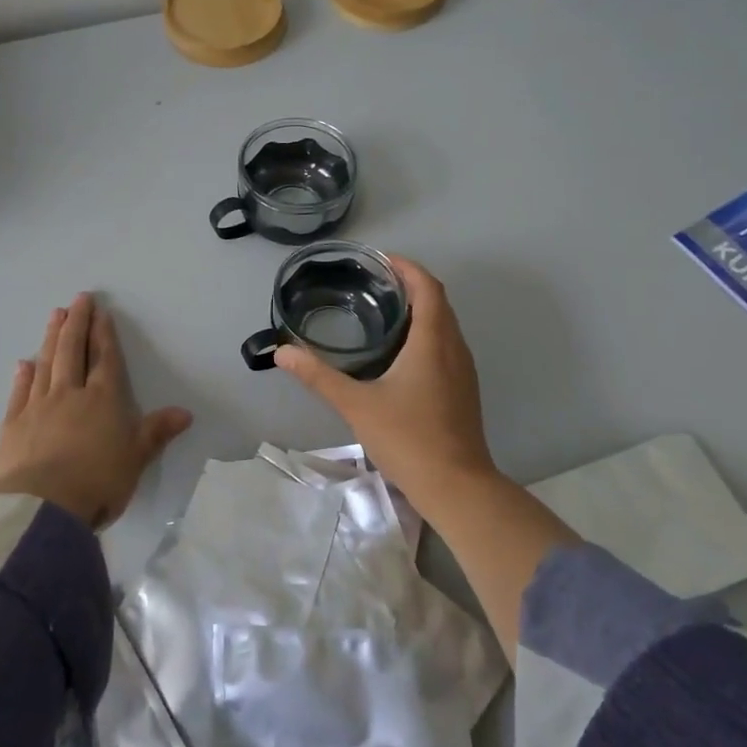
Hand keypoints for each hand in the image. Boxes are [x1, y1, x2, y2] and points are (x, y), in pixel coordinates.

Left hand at [0, 293, 192, 529]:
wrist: (42, 507)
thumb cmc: (98, 481)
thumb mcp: (136, 458)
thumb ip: (157, 432)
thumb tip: (186, 412)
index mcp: (103, 400)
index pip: (105, 360)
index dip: (104, 335)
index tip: (101, 312)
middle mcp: (70, 395)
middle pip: (73, 351)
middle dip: (77, 323)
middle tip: (78, 299)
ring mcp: (37, 407)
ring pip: (46, 364)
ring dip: (51, 338)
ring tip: (54, 316)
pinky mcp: (12, 426)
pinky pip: (19, 393)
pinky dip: (23, 375)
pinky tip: (24, 362)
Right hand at [273, 258, 495, 496]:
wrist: (457, 487)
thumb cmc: (408, 439)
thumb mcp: (356, 405)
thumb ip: (318, 376)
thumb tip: (283, 352)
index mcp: (433, 342)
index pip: (428, 287)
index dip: (407, 267)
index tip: (380, 259)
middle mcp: (454, 348)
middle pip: (438, 301)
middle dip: (410, 285)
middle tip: (372, 282)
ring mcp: (463, 370)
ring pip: (445, 324)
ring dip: (420, 309)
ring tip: (382, 309)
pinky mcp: (463, 389)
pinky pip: (447, 345)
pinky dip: (427, 332)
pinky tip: (400, 352)